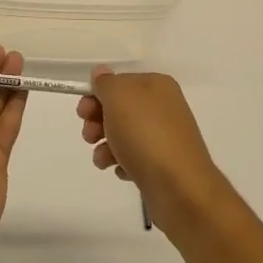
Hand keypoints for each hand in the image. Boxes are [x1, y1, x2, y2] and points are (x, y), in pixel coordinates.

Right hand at [76, 68, 229, 230]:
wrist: (180, 188)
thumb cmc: (145, 135)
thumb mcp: (118, 97)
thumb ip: (105, 82)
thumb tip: (101, 74)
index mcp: (156, 85)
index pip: (118, 82)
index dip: (96, 95)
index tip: (82, 112)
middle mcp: (163, 107)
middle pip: (119, 108)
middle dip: (98, 121)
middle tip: (89, 136)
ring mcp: (165, 137)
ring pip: (124, 135)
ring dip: (105, 145)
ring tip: (102, 159)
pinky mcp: (163, 164)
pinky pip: (134, 158)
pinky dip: (123, 162)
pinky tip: (122, 170)